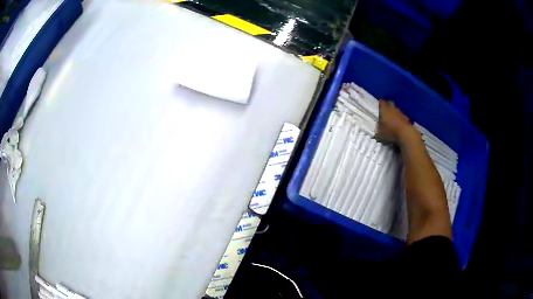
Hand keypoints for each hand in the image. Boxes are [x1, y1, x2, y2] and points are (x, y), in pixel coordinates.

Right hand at [376, 100, 414, 143]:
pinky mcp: (407, 119)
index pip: (382, 102)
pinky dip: (400, 119)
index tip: (379, 105)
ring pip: (396, 110)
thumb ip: (378, 127)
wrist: (406, 134)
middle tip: (385, 111)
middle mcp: (393, 109)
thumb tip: (378, 125)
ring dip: (394, 113)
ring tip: (392, 119)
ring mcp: (401, 113)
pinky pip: (402, 116)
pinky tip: (399, 125)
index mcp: (385, 110)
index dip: (380, 103)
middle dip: (388, 106)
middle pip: (390, 103)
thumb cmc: (391, 131)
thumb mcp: (380, 132)